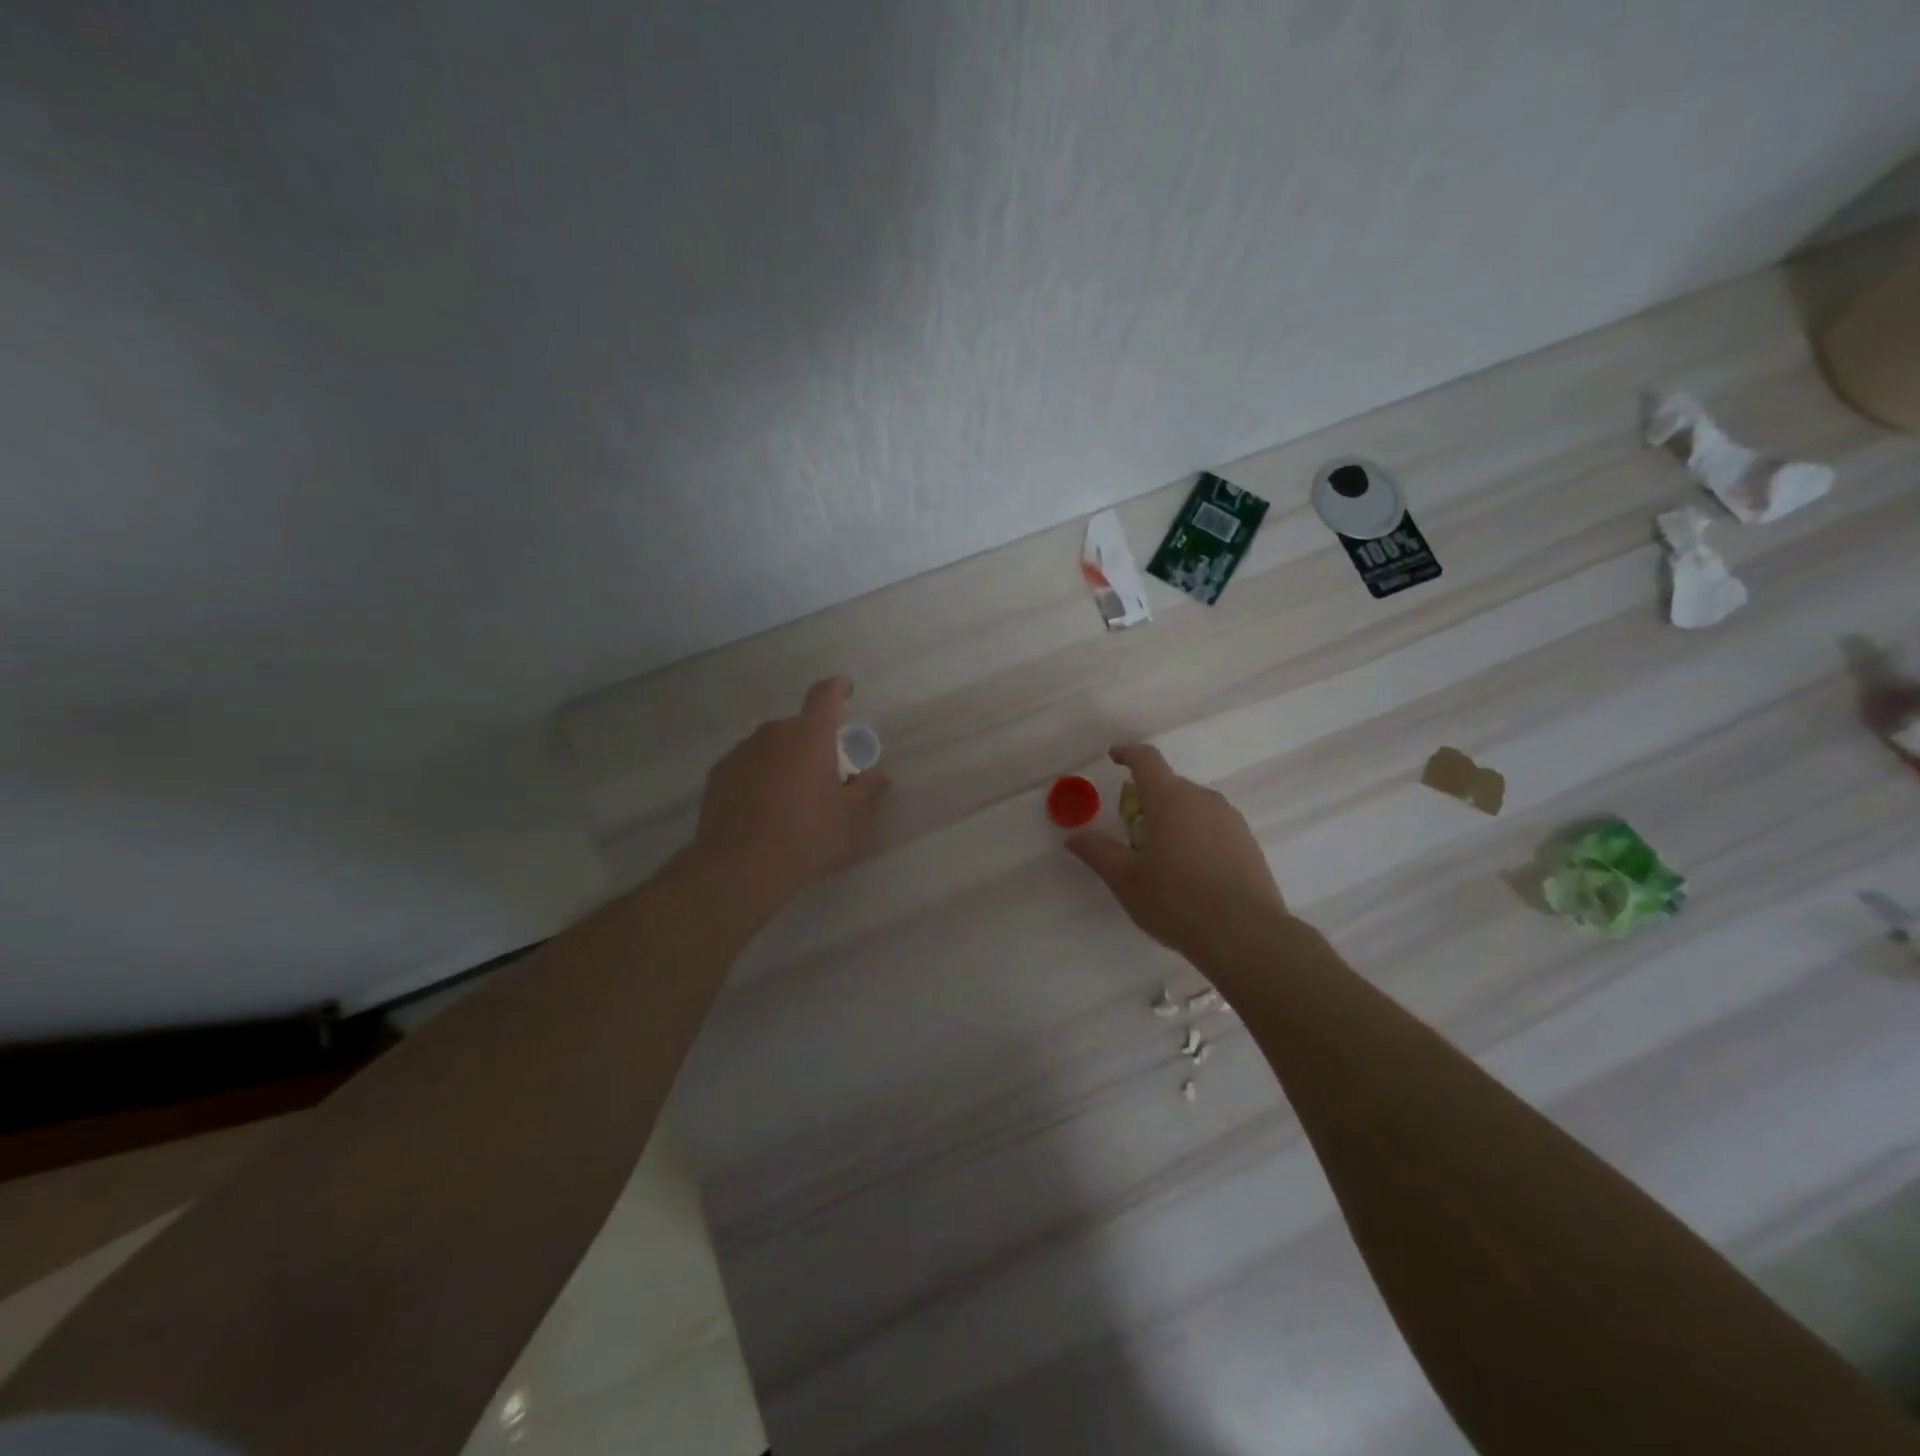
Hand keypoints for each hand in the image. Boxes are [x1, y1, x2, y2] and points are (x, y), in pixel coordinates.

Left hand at [692, 676, 888, 914]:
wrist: (740, 869)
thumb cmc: (807, 837)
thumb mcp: (852, 819)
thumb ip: (868, 791)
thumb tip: (877, 776)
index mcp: (810, 735)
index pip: (826, 695)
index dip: (838, 689)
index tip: (846, 690)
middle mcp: (773, 733)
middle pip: (800, 727)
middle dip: (815, 742)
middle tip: (826, 776)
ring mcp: (741, 752)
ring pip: (772, 746)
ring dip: (785, 760)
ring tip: (792, 798)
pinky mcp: (718, 775)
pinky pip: (748, 766)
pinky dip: (760, 777)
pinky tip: (763, 810)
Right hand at [1066, 743, 1285, 963]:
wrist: (1245, 935)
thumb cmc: (1176, 901)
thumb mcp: (1126, 880)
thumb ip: (1098, 852)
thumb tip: (1074, 837)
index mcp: (1169, 799)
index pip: (1146, 760)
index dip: (1128, 753)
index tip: (1114, 756)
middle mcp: (1202, 799)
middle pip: (1169, 786)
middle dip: (1147, 799)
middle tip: (1132, 833)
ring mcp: (1230, 819)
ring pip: (1193, 806)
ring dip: (1173, 818)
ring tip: (1163, 858)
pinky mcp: (1248, 842)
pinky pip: (1213, 826)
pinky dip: (1196, 836)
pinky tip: (1192, 872)